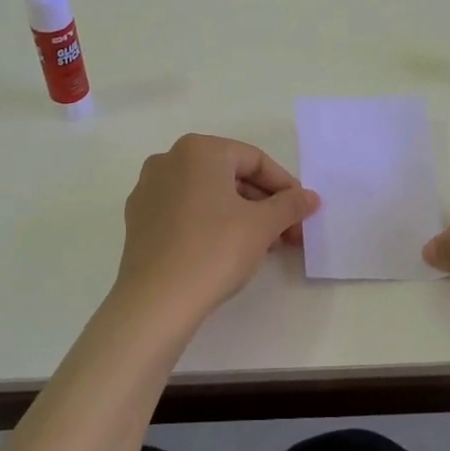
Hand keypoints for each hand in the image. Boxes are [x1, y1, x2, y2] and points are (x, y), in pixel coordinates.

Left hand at [112, 134, 320, 328]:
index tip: (303, 213)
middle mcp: (169, 160)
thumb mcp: (263, 225)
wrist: (157, 300)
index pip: (255, 160)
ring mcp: (149, 190)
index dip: (285, 187)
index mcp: (199, 150)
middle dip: (264, 204)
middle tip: (288, 233)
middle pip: (230, 175)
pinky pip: (185, 211)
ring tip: (265, 246)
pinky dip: (211, 223)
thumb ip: (290, 205)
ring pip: (208, 194)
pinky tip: (228, 250)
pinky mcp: (139, 219)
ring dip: (241, 215)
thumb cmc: (214, 250)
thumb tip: (310, 197)